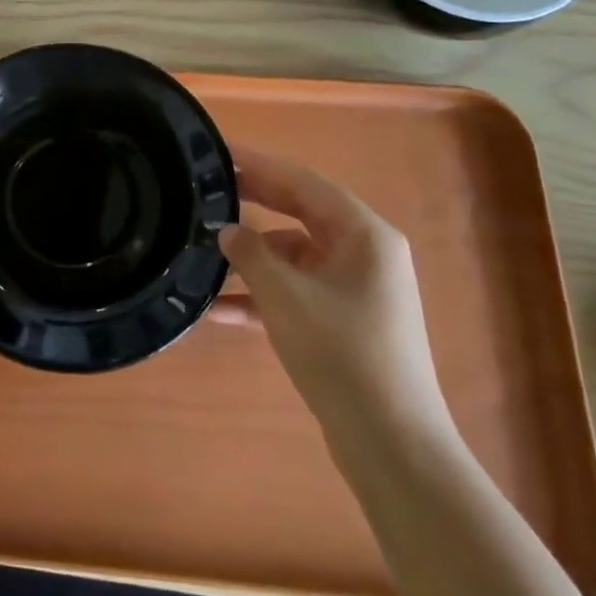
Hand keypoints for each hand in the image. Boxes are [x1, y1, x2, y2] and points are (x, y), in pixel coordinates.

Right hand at [219, 145, 445, 434]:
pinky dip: (264, 295)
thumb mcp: (286, 297)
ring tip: (203, 252)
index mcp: (363, 234)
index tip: (218, 151)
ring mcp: (356, 289)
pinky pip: (297, 291)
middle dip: (253, 203)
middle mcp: (364, 253)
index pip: (302, 182)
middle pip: (299, 213)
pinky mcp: (344, 321)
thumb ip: (251, 254)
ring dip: (253, 257)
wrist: (392, 445)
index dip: (259, 164)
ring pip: (294, 255)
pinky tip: (221, 308)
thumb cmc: (342, 355)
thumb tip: (226, 229)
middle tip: (206, 190)